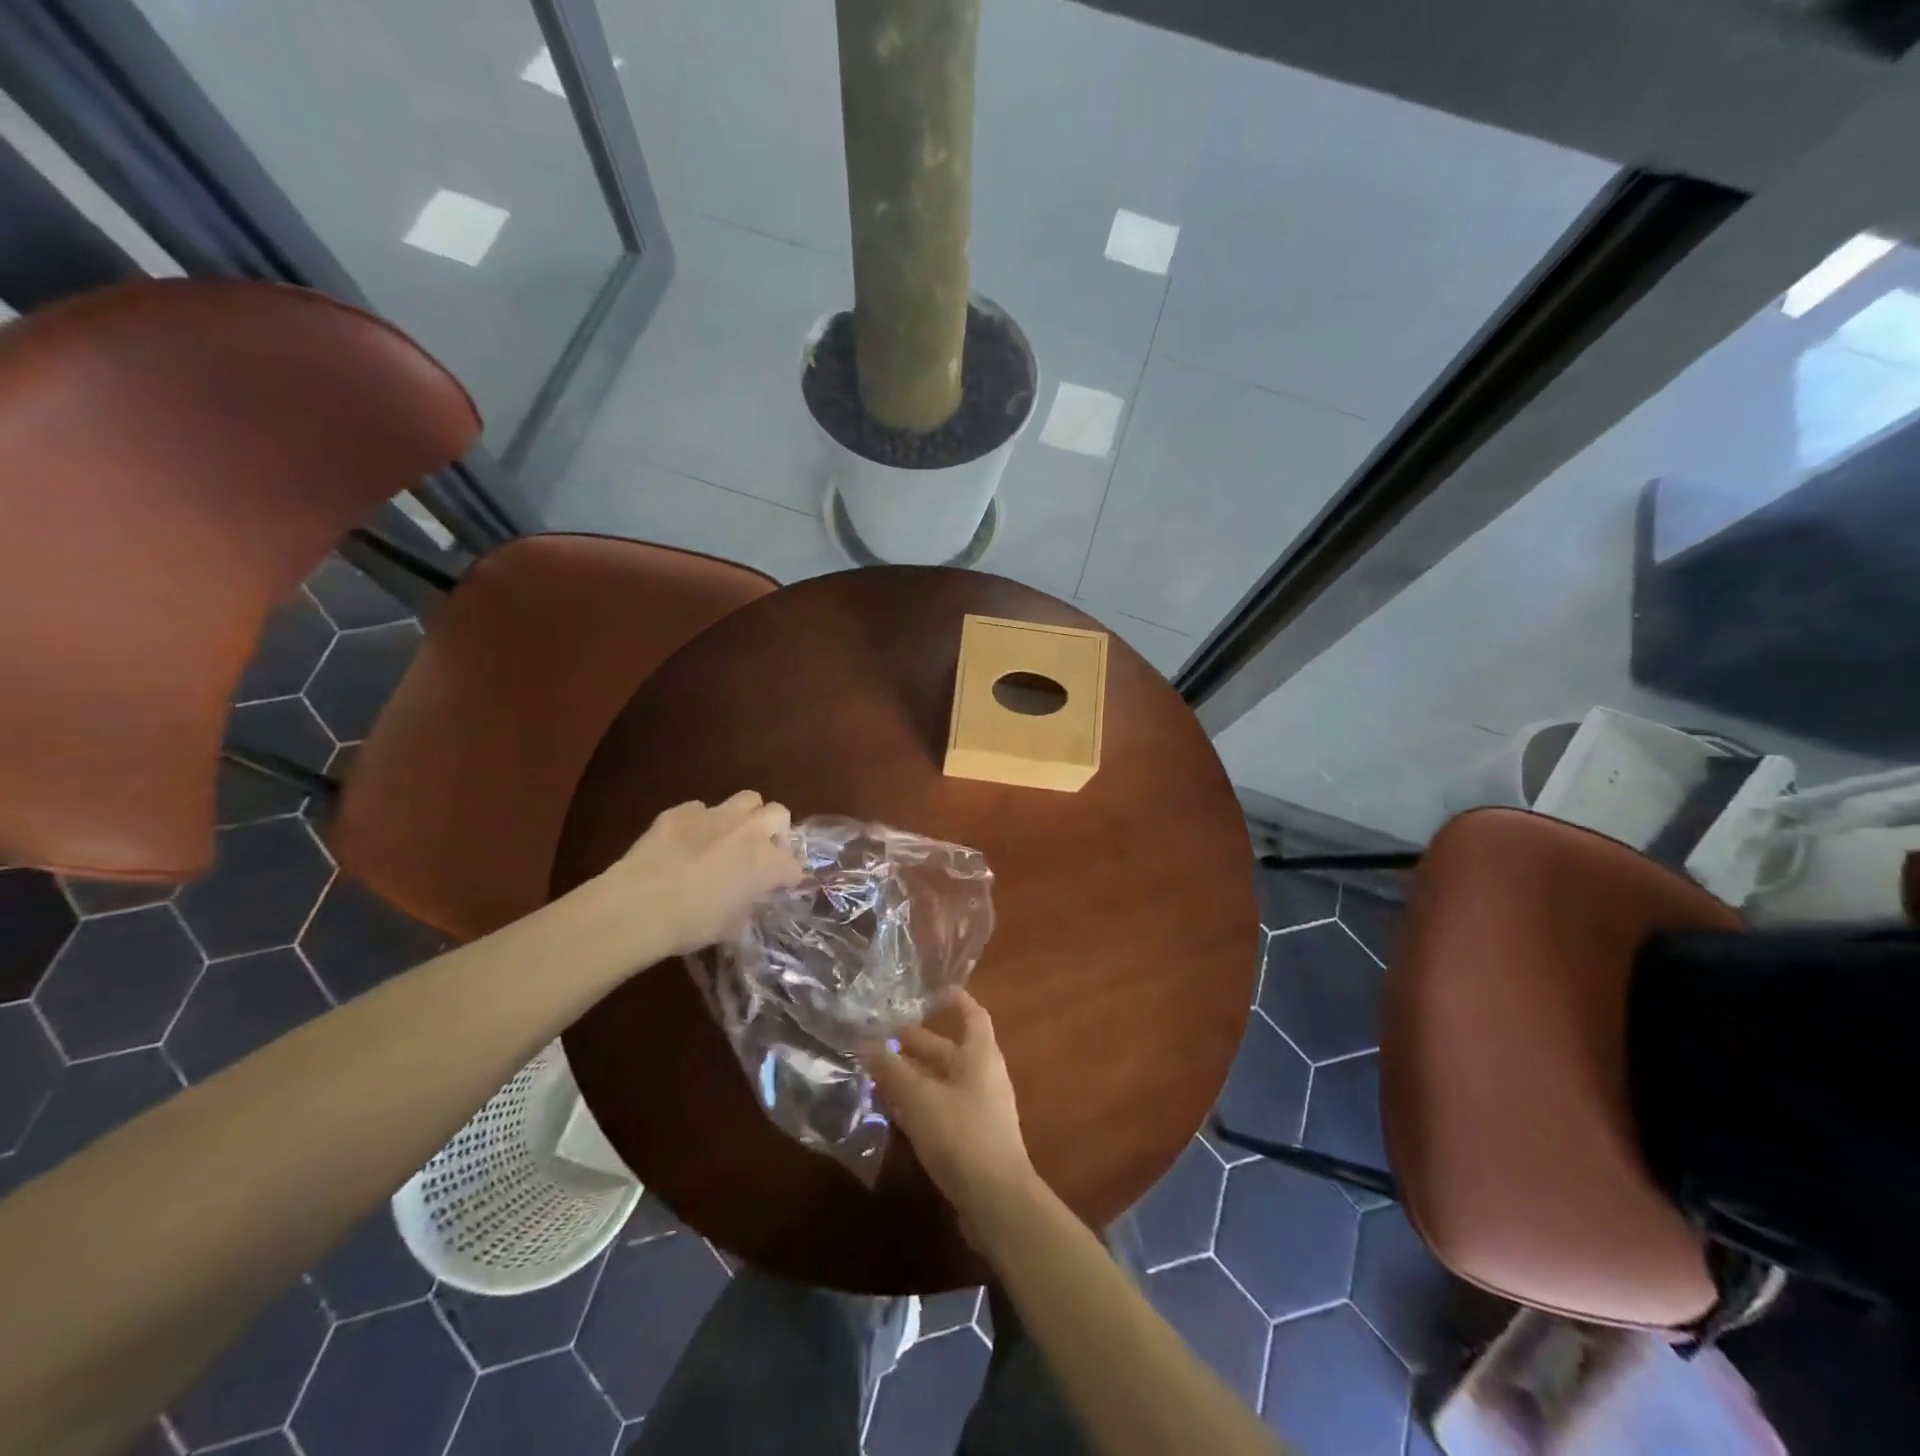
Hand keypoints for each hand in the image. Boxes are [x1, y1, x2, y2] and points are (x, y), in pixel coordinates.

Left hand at [598, 792, 804, 957]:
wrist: (639, 906)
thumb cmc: (692, 924)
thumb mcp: (730, 928)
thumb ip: (746, 909)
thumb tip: (745, 905)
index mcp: (768, 862)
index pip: (794, 866)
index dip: (788, 878)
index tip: (777, 890)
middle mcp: (749, 831)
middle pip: (779, 814)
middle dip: (775, 832)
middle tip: (760, 853)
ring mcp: (715, 815)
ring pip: (747, 799)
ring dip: (745, 816)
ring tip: (730, 838)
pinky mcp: (681, 811)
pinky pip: (700, 809)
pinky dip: (700, 823)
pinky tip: (685, 843)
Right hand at [862, 992, 1035, 1216]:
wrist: (997, 1200)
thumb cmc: (961, 1135)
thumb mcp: (920, 1099)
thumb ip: (893, 1071)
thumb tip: (867, 1044)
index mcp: (980, 1055)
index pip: (972, 1015)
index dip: (955, 1001)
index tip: (932, 992)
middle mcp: (983, 1076)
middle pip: (949, 1051)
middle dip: (916, 1045)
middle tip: (881, 1039)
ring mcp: (979, 1108)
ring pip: (942, 1082)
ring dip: (913, 1076)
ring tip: (877, 1073)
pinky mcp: (972, 1138)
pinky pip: (942, 1108)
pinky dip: (919, 1104)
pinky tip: (892, 1112)